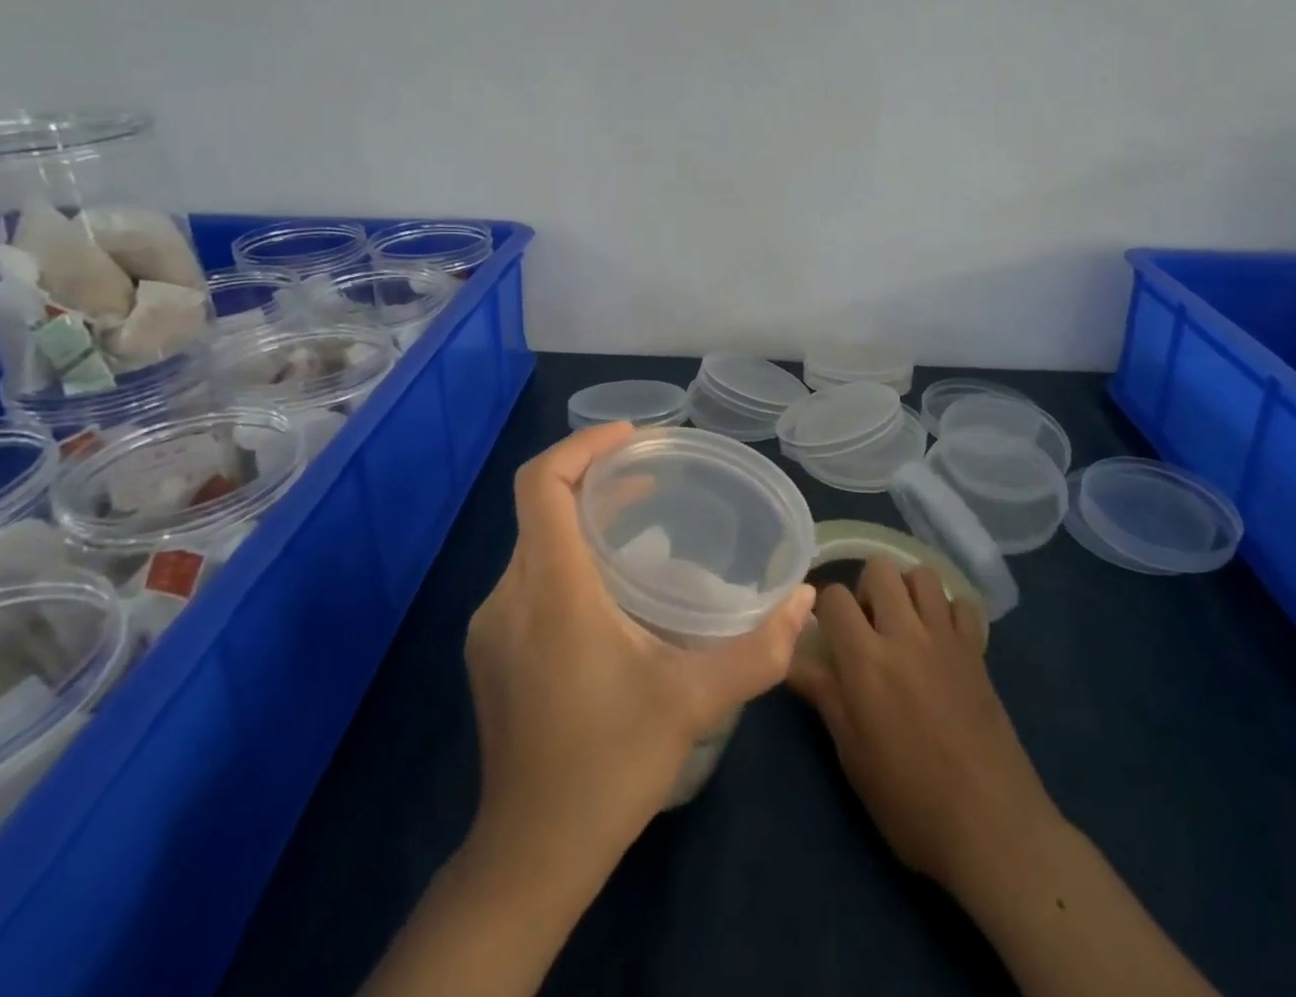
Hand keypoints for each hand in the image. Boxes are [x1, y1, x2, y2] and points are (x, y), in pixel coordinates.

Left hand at [466, 423, 815, 869]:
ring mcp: (492, 625)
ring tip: (641, 526)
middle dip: (595, 479)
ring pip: (534, 542)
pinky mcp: (489, 652)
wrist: (528, 857)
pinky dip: (566, 557)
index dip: (583, 446)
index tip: (634, 438)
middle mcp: (510, 594)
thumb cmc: (609, 765)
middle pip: (541, 506)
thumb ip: (759, 649)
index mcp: (552, 589)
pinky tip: (609, 592)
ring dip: (583, 520)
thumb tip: (806, 599)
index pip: (543, 484)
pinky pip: (527, 576)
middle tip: (654, 480)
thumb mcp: (693, 702)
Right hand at [787, 557, 1051, 896]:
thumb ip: (825, 696)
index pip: (834, 597)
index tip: (827, 633)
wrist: (993, 828)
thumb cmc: (911, 802)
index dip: (825, 610)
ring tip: (903, 624)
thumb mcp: (853, 756)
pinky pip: (961, 603)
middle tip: (867, 626)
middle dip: (866, 588)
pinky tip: (941, 639)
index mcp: (866, 660)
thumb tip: (791, 659)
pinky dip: (948, 610)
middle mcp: (905, 634)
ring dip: (907, 589)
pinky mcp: (978, 650)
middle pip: (879, 568)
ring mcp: (946, 638)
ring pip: (922, 574)